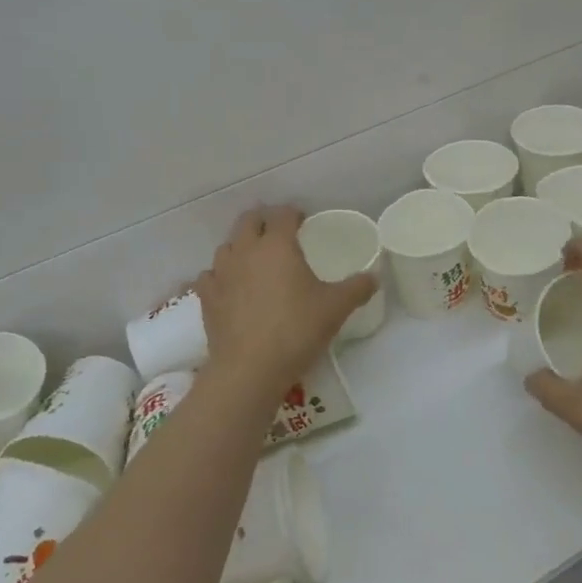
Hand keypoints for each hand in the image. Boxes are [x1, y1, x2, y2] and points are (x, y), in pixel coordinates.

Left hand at [195, 206, 377, 390]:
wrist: (250, 369)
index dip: (294, 214)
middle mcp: (246, 251)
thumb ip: (357, 288)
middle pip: (249, 221)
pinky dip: (221, 274)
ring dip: (241, 245)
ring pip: (227, 245)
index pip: (283, 215)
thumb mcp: (336, 308)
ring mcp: (221, 273)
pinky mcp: (206, 297)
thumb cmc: (297, 330)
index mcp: (278, 245)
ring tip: (255, 258)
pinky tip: (230, 286)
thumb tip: (375, 277)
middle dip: (264, 220)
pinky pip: (210, 275)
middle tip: (279, 233)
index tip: (303, 221)